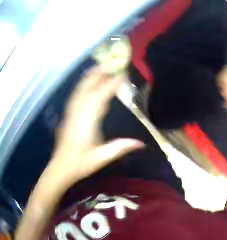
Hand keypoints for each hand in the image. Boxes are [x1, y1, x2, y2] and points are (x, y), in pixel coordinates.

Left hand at [48, 66, 143, 187]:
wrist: (62, 166)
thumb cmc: (81, 162)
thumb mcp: (102, 157)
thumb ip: (120, 147)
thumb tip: (141, 143)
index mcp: (88, 118)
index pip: (103, 93)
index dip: (114, 82)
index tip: (125, 73)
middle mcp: (80, 108)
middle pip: (91, 82)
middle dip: (103, 71)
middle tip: (116, 63)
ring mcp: (73, 107)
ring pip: (84, 83)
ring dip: (95, 73)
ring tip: (105, 66)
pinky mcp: (70, 109)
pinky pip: (79, 89)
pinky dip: (86, 81)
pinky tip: (90, 79)